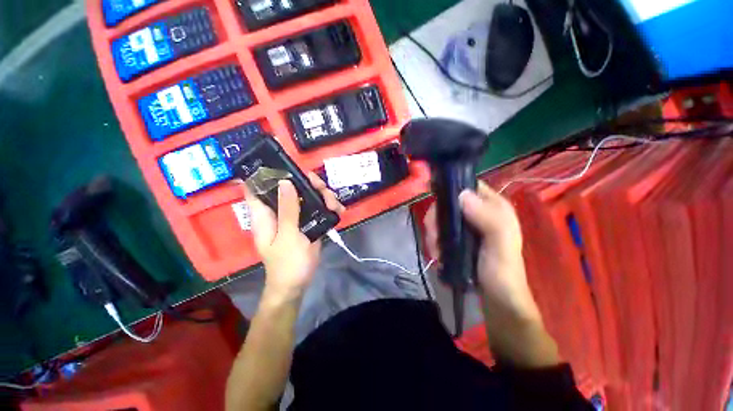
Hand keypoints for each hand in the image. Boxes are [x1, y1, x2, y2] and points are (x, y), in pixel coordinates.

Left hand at [244, 173, 343, 300]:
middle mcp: (279, 211)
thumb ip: (287, 209)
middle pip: (290, 188)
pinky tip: (338, 210)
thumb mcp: (288, 235)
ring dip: (322, 196)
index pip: (257, 188)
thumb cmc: (288, 262)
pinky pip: (317, 208)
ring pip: (307, 196)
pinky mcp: (308, 222)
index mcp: (265, 214)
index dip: (265, 173)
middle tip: (320, 186)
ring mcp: (295, 217)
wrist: (298, 282)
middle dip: (306, 184)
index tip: (283, 164)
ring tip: (334, 204)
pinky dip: (328, 207)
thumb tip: (284, 182)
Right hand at [424, 181, 540, 322]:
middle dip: (436, 219)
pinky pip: (438, 231)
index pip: (467, 186)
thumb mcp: (501, 245)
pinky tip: (436, 254)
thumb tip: (461, 195)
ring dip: (433, 233)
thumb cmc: (502, 273)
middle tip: (433, 236)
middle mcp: (478, 212)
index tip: (437, 206)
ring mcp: (466, 226)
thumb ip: (489, 219)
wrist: (497, 301)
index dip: (450, 191)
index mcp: (493, 206)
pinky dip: (433, 241)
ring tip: (435, 251)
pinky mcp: (457, 238)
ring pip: (440, 218)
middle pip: (448, 203)